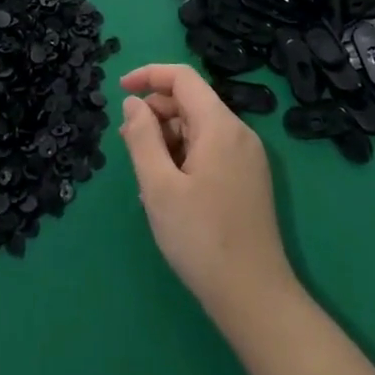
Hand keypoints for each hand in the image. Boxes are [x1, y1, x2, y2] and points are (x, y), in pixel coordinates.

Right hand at [117, 63, 295, 321]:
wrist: (255, 298)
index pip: (183, 78)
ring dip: (168, 138)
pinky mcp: (248, 180)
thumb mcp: (159, 187)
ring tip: (144, 173)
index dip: (149, 76)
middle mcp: (239, 133)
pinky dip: (184, 155)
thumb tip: (133, 103)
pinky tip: (168, 188)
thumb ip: (142, 137)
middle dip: (156, 112)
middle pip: (191, 102)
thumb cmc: (201, 239)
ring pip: (200, 128)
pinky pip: (211, 150)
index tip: (120, 90)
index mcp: (220, 125)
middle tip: (125, 142)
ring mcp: (247, 157)